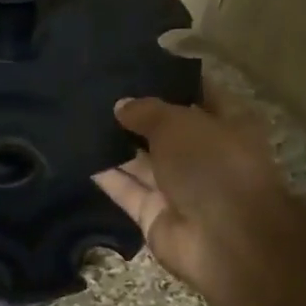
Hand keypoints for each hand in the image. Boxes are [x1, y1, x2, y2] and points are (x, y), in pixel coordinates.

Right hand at [92, 87, 296, 305]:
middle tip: (96, 92)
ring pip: (141, 161)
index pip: (199, 94)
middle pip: (165, 130)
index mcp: (228, 125)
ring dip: (115, 144)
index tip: (136, 66)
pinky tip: (77, 152)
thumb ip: (147, 111)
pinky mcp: (154, 215)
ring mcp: (179, 188)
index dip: (170, 81)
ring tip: (79, 117)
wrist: (224, 239)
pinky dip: (105, 175)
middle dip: (135, 114)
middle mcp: (204, 155)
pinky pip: (126, 189)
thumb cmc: (213, 165)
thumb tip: (121, 105)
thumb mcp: (179, 123)